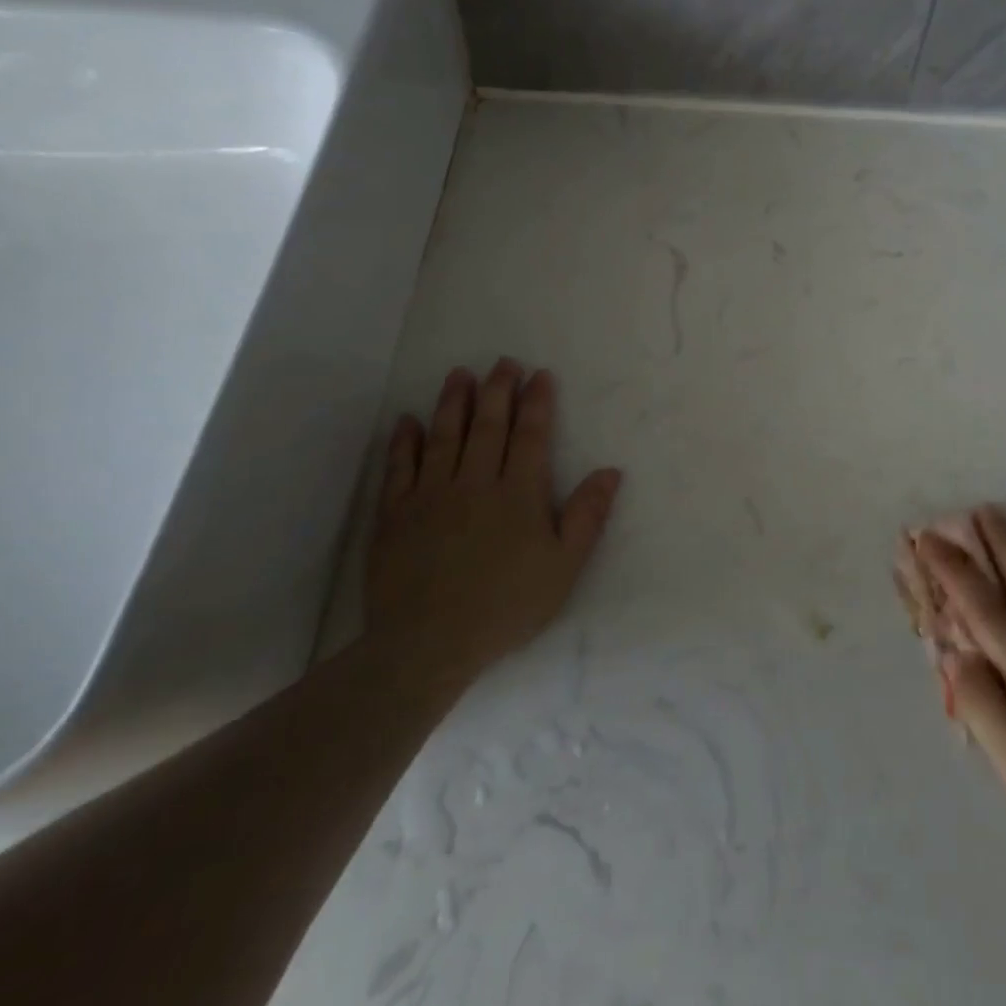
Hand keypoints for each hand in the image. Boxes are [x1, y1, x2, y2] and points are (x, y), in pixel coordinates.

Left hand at [364, 359, 621, 693]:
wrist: (428, 644)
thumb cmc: (506, 605)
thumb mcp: (564, 567)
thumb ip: (587, 516)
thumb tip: (610, 471)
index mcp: (518, 493)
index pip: (530, 435)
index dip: (536, 402)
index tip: (540, 374)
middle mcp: (475, 482)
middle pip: (488, 426)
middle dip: (497, 390)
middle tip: (502, 362)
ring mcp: (431, 495)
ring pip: (444, 436)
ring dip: (453, 403)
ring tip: (460, 375)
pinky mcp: (395, 514)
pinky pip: (399, 467)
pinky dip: (404, 441)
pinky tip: (408, 420)